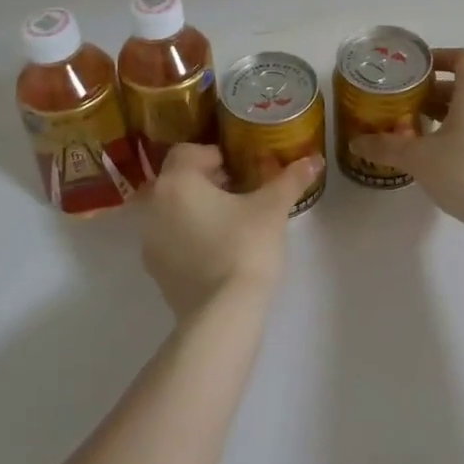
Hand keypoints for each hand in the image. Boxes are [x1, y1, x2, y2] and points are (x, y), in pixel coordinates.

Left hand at [138, 143, 320, 318]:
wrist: (224, 312)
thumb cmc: (245, 246)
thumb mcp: (272, 208)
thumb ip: (291, 179)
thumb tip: (315, 159)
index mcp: (176, 181)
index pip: (188, 151)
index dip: (215, 156)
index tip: (238, 171)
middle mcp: (153, 205)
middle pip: (174, 179)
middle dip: (200, 180)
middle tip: (233, 191)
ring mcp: (148, 240)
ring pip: (166, 209)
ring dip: (189, 207)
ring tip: (224, 220)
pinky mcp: (153, 269)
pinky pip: (167, 238)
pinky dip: (184, 235)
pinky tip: (213, 248)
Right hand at [349, 48, 463, 253]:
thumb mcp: (418, 158)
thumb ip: (386, 147)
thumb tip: (355, 143)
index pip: (463, 57)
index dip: (439, 56)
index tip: (413, 70)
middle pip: (463, 83)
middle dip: (432, 89)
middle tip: (403, 99)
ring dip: (441, 112)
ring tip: (411, 125)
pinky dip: (453, 131)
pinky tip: (430, 152)